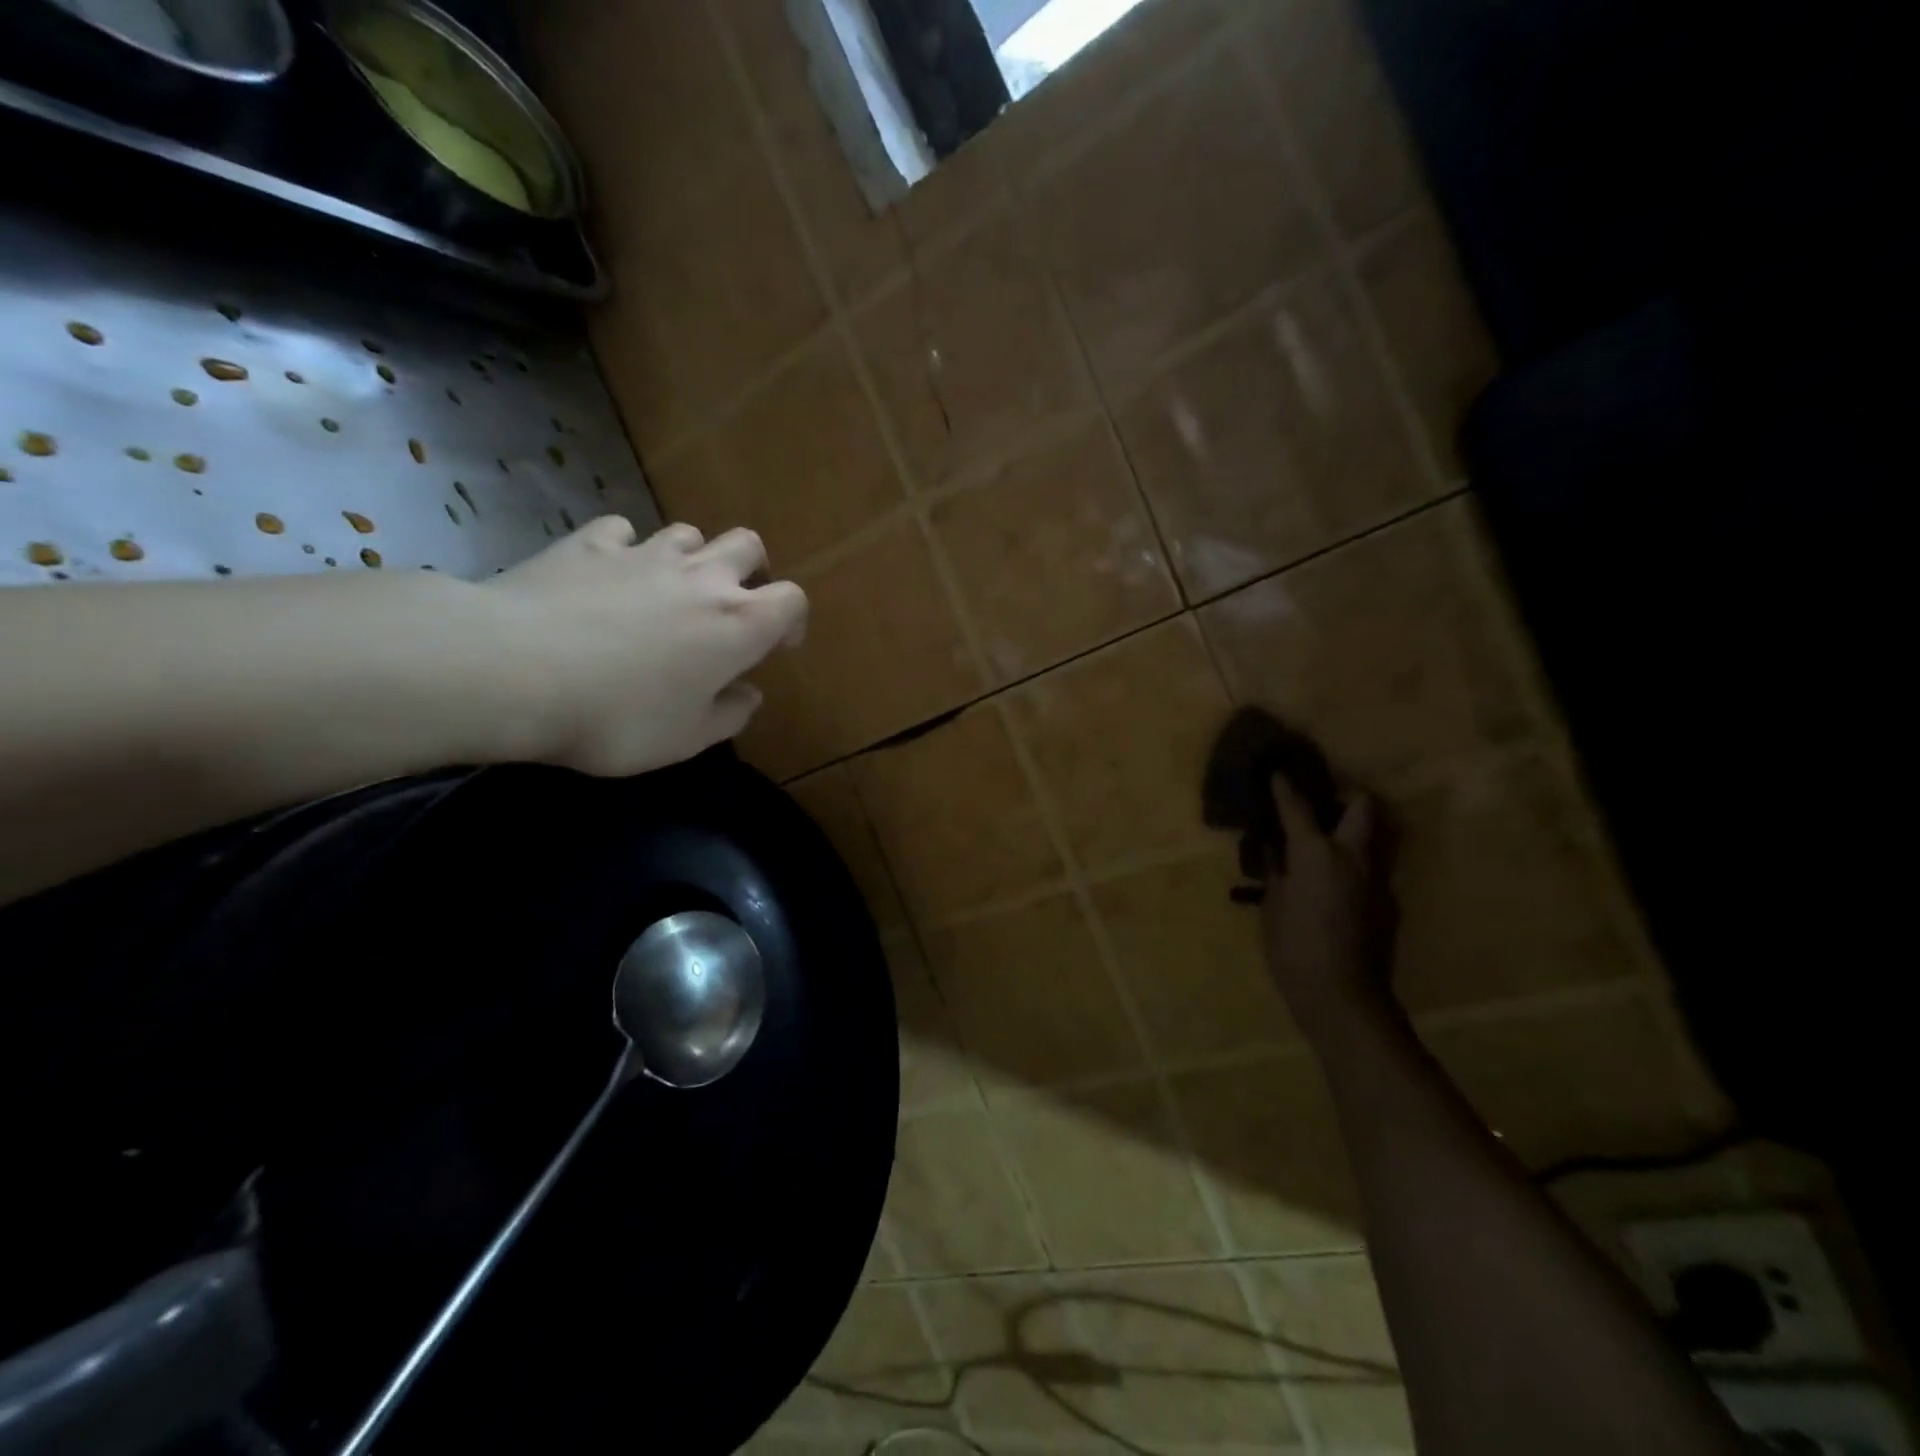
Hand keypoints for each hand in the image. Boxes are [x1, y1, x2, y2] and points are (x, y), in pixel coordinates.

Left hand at [484, 517, 805, 775]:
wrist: (512, 671)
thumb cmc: (617, 716)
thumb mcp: (685, 739)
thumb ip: (729, 715)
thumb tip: (748, 694)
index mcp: (737, 624)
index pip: (792, 600)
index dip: (792, 619)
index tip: (777, 645)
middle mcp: (701, 578)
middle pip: (748, 546)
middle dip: (750, 570)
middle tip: (731, 604)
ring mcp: (643, 554)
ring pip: (688, 533)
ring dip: (691, 557)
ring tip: (670, 590)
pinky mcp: (588, 544)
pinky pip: (622, 532)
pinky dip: (625, 550)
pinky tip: (608, 575)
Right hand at [1262, 775, 1398, 1040]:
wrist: (1344, 997)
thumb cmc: (1294, 948)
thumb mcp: (1272, 905)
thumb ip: (1275, 869)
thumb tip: (1272, 846)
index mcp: (1317, 853)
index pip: (1299, 807)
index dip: (1285, 787)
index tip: (1279, 771)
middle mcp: (1354, 856)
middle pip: (1364, 807)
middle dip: (1347, 793)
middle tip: (1326, 796)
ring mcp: (1378, 879)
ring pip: (1376, 836)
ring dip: (1357, 828)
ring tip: (1332, 834)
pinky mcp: (1389, 902)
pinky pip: (1373, 868)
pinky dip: (1356, 863)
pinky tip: (1337, 880)